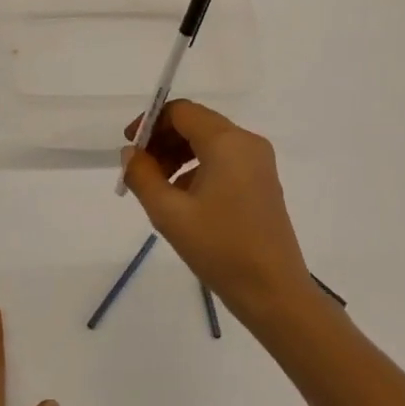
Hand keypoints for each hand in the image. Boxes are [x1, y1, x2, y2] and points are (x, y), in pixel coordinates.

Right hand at [121, 100, 312, 325]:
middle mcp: (247, 142)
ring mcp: (259, 162)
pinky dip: (198, 169)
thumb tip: (131, 153)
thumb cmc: (220, 249)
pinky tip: (183, 200)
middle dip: (163, 141)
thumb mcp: (170, 214)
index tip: (129, 148)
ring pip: (209, 142)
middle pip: (196, 124)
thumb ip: (142, 176)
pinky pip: (224, 160)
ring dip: (179, 156)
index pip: (181, 111)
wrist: (274, 293)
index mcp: (227, 142)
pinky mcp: (262, 182)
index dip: (150, 123)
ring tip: (157, 188)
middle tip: (139, 171)